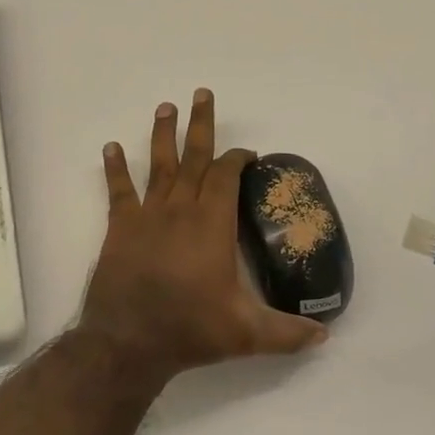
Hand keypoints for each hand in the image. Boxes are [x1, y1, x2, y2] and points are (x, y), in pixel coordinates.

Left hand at [80, 90, 327, 378]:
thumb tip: (324, 336)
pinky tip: (110, 147)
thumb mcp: (247, 334)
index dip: (237, 159)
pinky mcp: (121, 228)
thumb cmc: (190, 329)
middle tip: (202, 93)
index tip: (247, 153)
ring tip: (165, 107)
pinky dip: (115, 168)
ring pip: (158, 166)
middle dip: (201, 124)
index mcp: (212, 224)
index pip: (226, 176)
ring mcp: (148, 216)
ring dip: (163, 135)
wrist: (128, 341)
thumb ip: (287, 332)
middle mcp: (181, 209)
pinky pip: (119, 191)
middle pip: (194, 157)